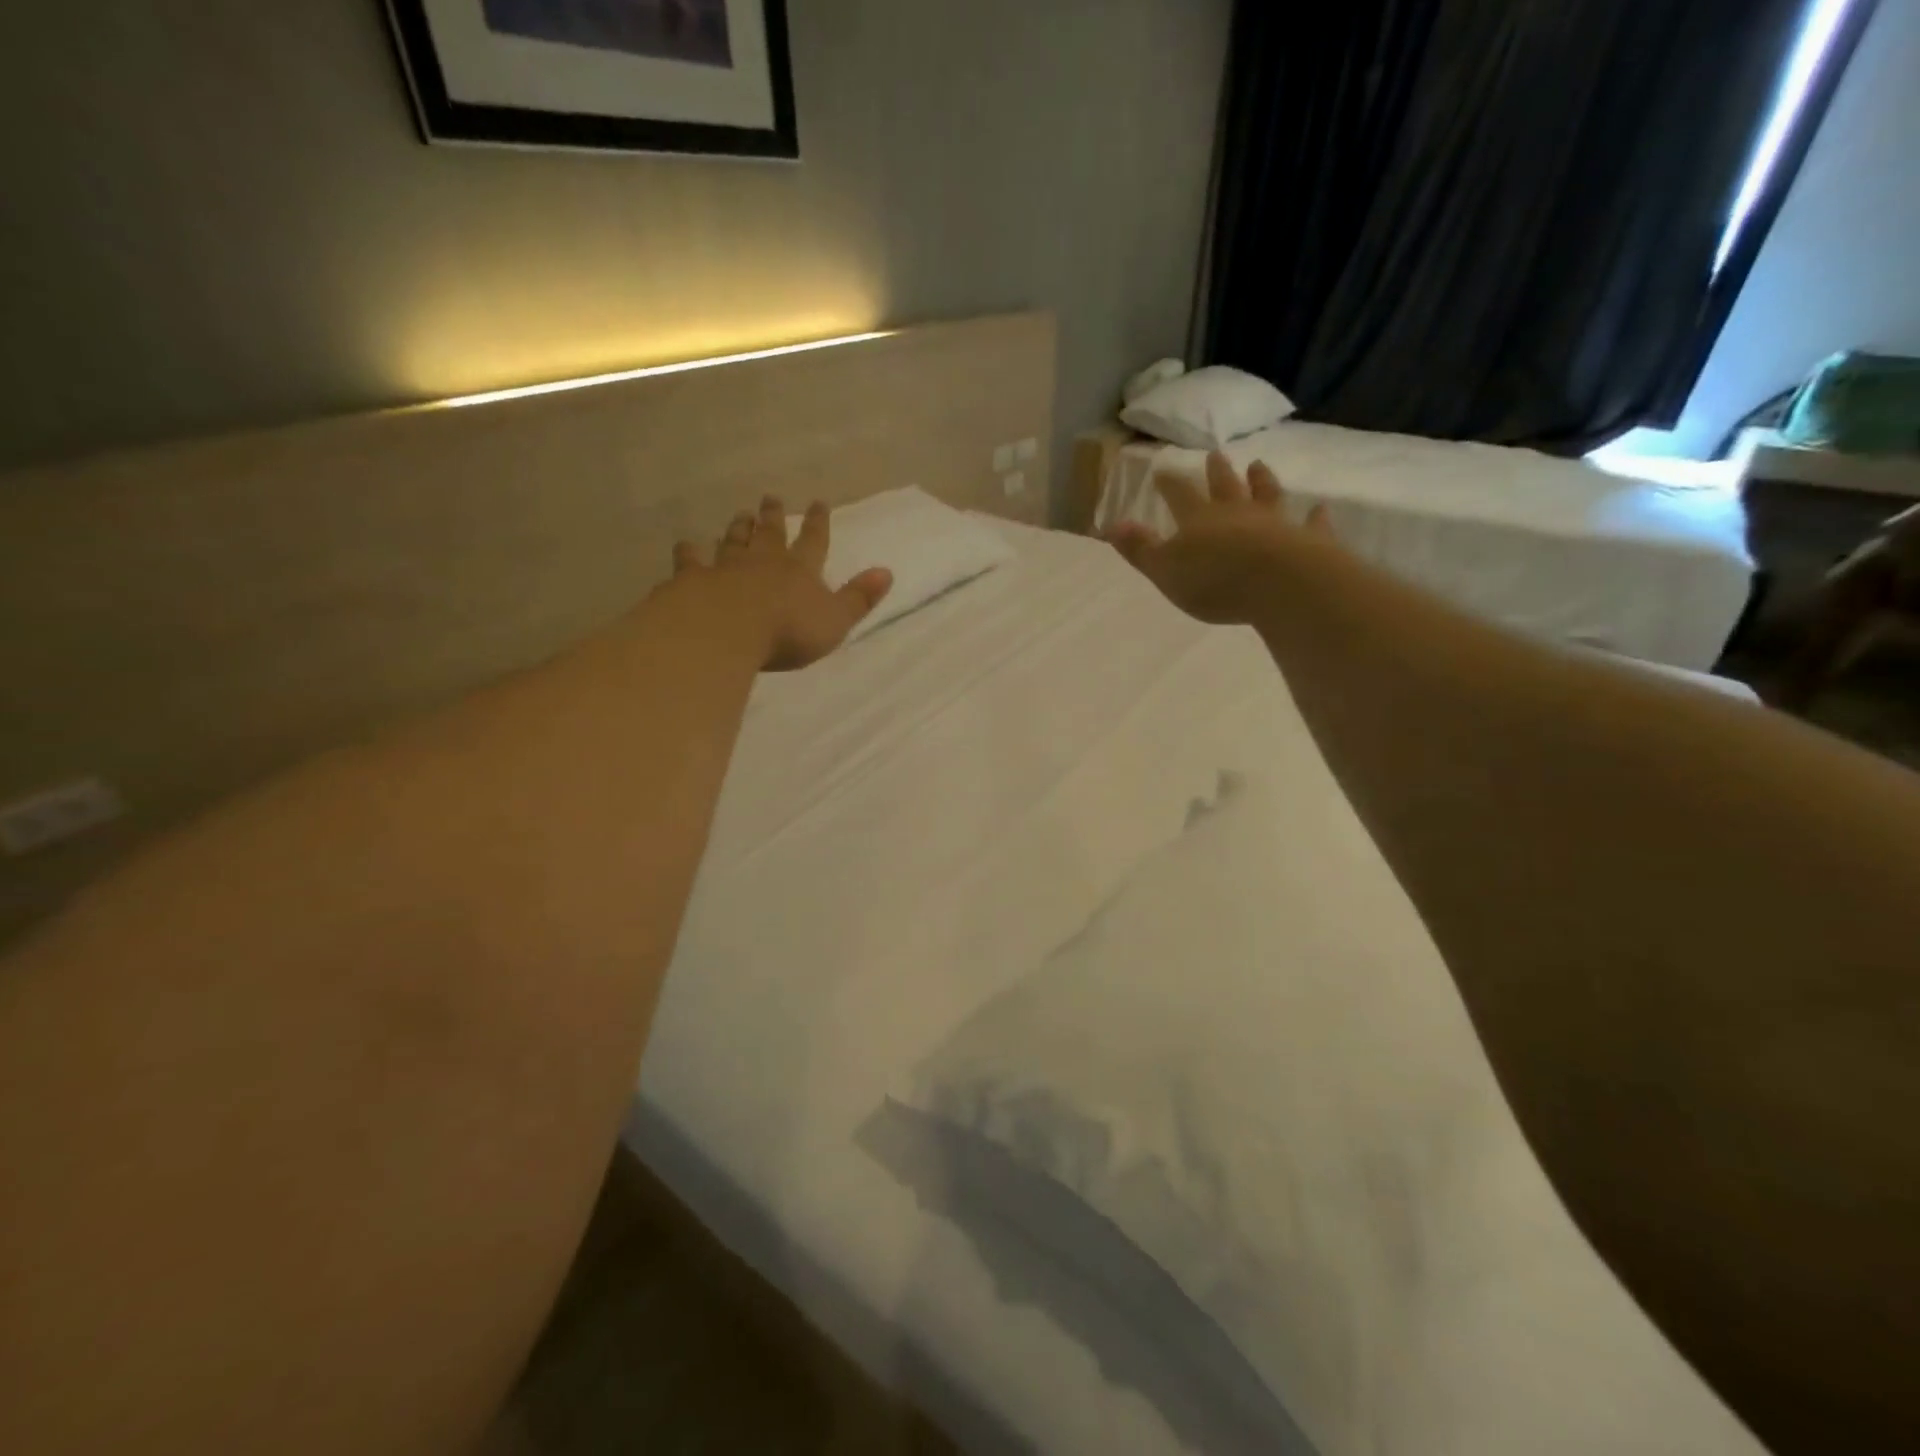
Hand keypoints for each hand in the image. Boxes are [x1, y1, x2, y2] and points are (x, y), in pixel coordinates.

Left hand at [673, 497, 892, 670]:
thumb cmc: (787, 631)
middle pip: (770, 534)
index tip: (819, 502)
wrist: (727, 630)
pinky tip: (686, 545)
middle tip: (770, 498)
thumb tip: (886, 572)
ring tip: (740, 514)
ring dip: (738, 527)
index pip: (814, 541)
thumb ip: (859, 598)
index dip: (819, 523)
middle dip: (774, 516)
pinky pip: (691, 561)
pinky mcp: (694, 579)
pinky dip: (689, 552)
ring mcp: (726, 567)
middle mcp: (764, 561)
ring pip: (734, 541)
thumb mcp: (835, 620)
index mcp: (800, 570)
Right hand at [1107, 451, 1337, 624]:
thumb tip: (1111, 525)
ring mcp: (1274, 523)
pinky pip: (1311, 525)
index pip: (1179, 495)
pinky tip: (1319, 509)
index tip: (1162, 469)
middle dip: (1216, 472)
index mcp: (1199, 520)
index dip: (1169, 484)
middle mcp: (1236, 513)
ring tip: (1258, 464)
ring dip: (1261, 480)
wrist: (1278, 584)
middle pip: (1224, 487)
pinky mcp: (1306, 540)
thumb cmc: (1214, 581)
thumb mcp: (1164, 570)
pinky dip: (1315, 518)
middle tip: (1214, 454)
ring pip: (1266, 495)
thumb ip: (1140, 549)